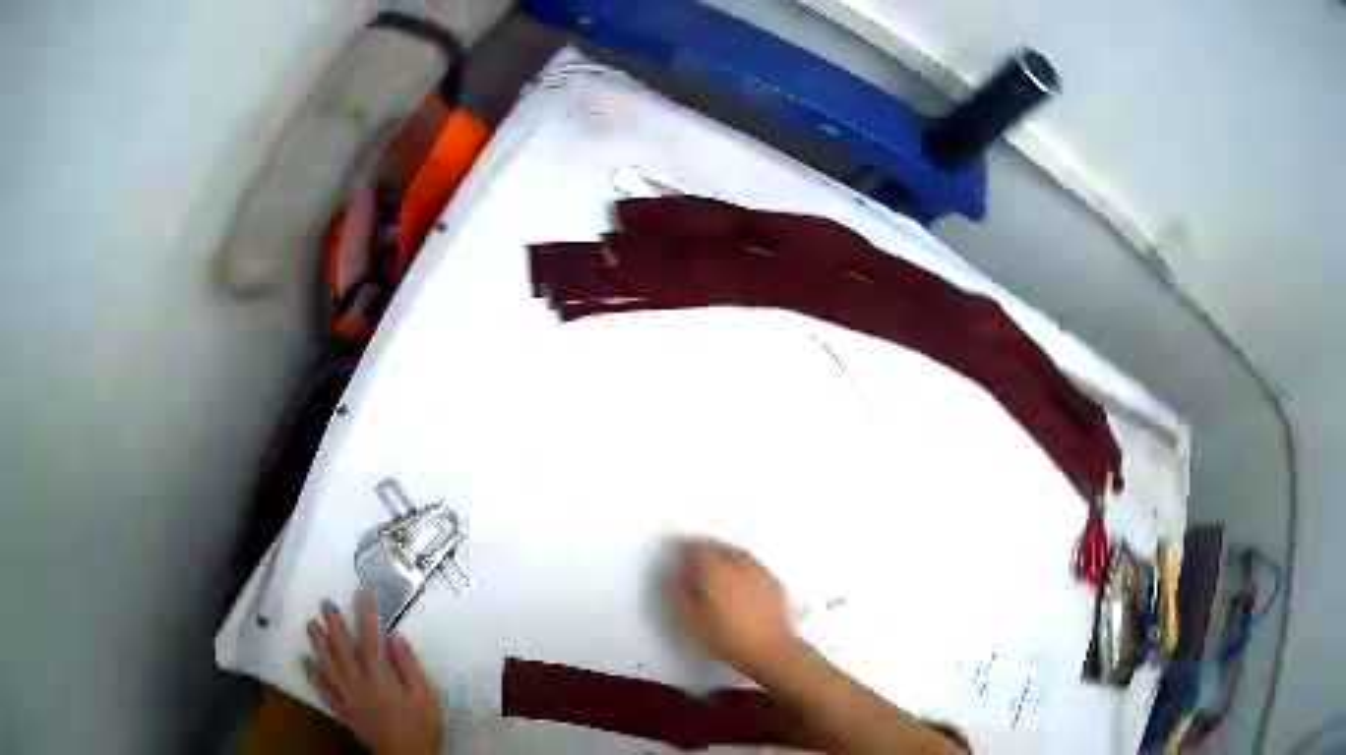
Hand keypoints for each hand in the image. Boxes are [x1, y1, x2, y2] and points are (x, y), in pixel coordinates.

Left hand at [304, 591, 442, 754]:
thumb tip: (392, 637)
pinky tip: (307, 664)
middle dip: (334, 625)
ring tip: (310, 624)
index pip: (369, 640)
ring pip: (328, 667)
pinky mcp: (344, 713)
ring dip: (318, 645)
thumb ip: (409, 666)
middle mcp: (358, 684)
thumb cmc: (420, 728)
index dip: (365, 615)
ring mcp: (348, 699)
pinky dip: (315, 678)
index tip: (362, 593)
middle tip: (325, 603)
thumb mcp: (425, 697)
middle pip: (342, 650)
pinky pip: (325, 693)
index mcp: (379, 678)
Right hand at [665, 537, 798, 677]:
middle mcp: (737, 564)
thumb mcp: (693, 621)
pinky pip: (751, 562)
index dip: (683, 547)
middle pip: (717, 546)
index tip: (676, 549)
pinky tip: (737, 572)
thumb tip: (672, 576)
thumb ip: (678, 595)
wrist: (770, 648)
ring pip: (736, 552)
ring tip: (713, 559)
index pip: (696, 548)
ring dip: (721, 550)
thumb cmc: (727, 637)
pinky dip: (740, 560)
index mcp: (715, 571)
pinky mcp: (772, 580)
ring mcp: (757, 571)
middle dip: (702, 546)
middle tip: (692, 552)